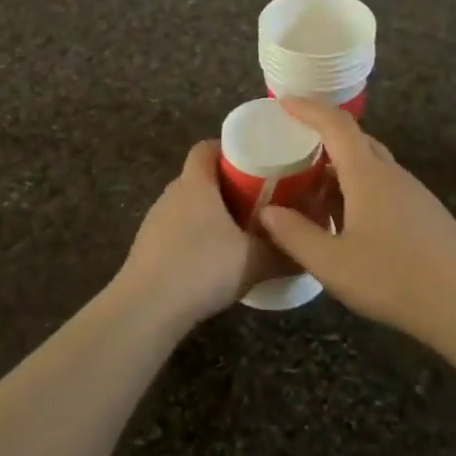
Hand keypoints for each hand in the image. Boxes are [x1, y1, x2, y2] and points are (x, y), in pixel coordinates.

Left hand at [116, 140, 286, 326]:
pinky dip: (195, 238)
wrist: (147, 308)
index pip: (205, 148)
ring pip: (187, 206)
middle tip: (257, 200)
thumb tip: (308, 250)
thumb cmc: (202, 268)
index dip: (228, 149)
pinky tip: (212, 262)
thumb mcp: (254, 261)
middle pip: (199, 177)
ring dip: (210, 214)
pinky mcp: (147, 248)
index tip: (254, 161)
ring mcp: (155, 221)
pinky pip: (176, 231)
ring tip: (238, 233)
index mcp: (196, 184)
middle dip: (227, 185)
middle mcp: (171, 194)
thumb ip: (283, 252)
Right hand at [258, 98, 455, 340]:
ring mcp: (414, 194)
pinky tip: (349, 223)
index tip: (284, 103)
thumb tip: (267, 212)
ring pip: (372, 167)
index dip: (309, 110)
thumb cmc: (393, 279)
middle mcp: (392, 175)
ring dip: (342, 170)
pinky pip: (385, 187)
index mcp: (367, 175)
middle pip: (356, 141)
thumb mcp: (331, 263)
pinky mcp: (426, 215)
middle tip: (295, 151)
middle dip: (324, 139)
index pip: (336, 125)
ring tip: (315, 193)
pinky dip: (360, 190)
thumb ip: (295, 235)